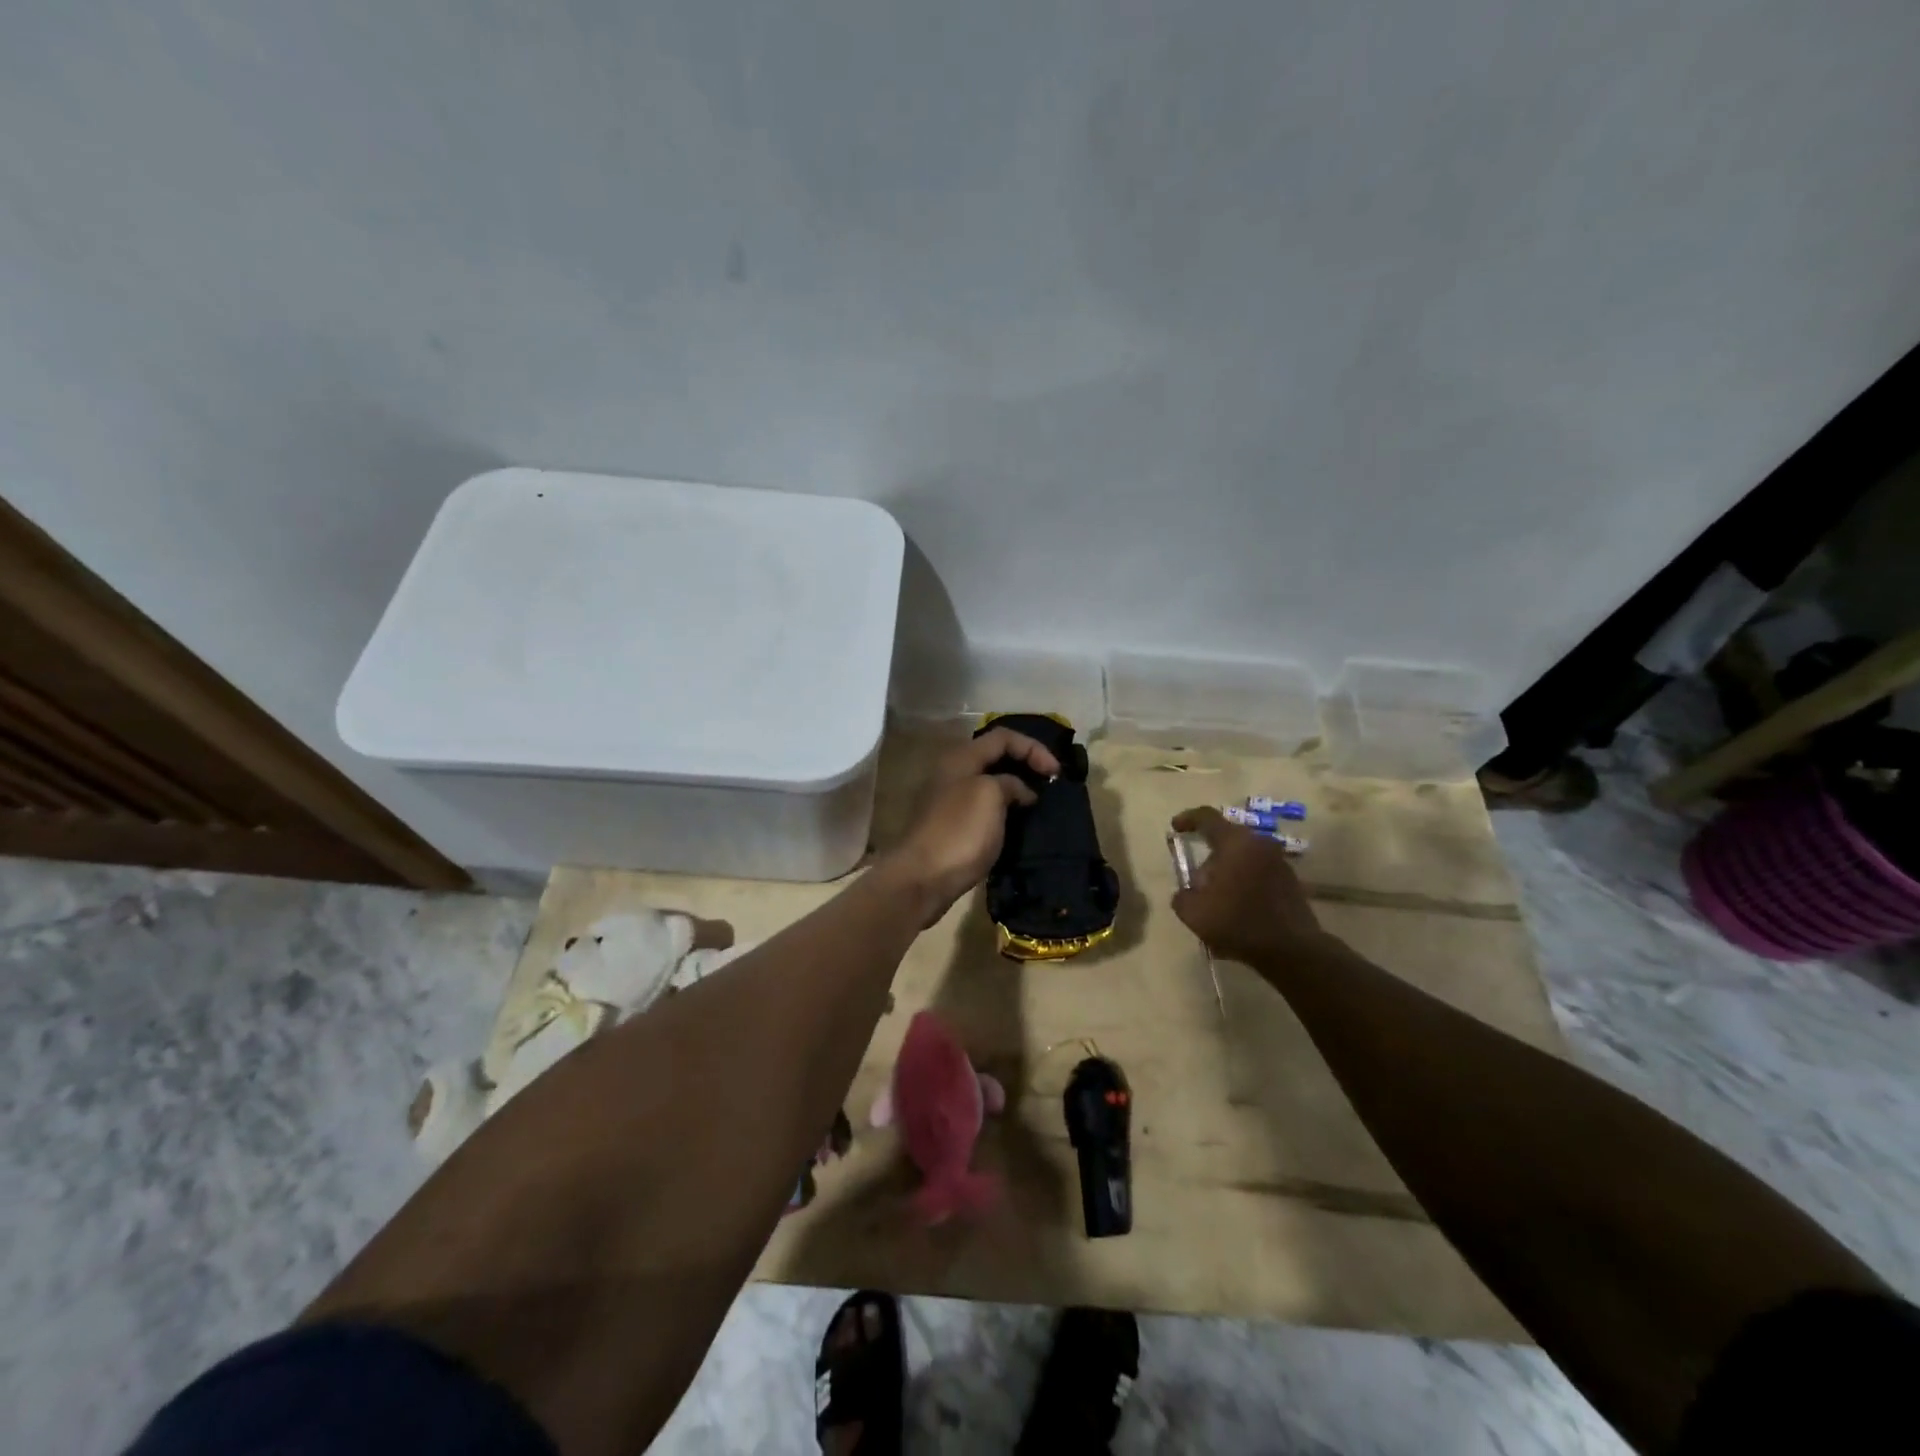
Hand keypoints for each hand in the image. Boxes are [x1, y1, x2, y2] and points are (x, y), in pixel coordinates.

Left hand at [880, 727, 1062, 923]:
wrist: (923, 878)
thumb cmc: (959, 830)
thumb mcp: (990, 795)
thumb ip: (1011, 783)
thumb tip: (1022, 792)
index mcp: (961, 758)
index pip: (1003, 737)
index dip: (1033, 748)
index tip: (1056, 772)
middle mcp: (952, 773)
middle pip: (995, 757)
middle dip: (1025, 765)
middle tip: (1050, 784)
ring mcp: (950, 801)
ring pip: (990, 784)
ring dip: (1016, 790)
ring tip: (1040, 804)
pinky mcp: (952, 827)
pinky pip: (984, 808)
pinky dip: (1004, 811)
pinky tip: (1018, 824)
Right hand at [1169, 806, 1325, 965]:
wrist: (1292, 950)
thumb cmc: (1238, 922)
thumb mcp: (1193, 913)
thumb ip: (1182, 896)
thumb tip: (1186, 893)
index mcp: (1235, 842)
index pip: (1207, 817)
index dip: (1188, 819)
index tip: (1175, 827)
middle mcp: (1259, 844)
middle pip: (1227, 839)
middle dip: (1208, 855)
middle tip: (1197, 880)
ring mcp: (1279, 862)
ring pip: (1244, 857)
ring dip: (1227, 871)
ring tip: (1216, 899)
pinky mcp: (1291, 881)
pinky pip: (1258, 873)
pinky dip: (1244, 883)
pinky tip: (1236, 909)